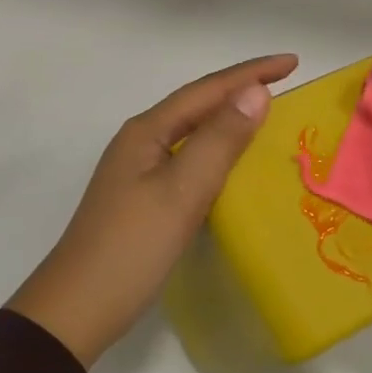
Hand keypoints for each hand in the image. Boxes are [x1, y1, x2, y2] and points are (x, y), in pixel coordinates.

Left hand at [9, 53, 298, 365]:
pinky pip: (189, 158)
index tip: (293, 62)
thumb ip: (220, 140)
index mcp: (147, 131)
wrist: (78, 310)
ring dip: (229, 118)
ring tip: (267, 114)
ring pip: (193, 131)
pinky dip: (217, 151)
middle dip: (240, 89)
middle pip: (198, 104)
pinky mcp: (143, 197)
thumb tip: (256, 91)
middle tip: (285, 82)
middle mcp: (140, 142)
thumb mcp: (181, 191)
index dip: (250, 73)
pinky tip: (233, 163)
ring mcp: (138, 170)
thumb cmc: (132, 247)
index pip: (207, 90)